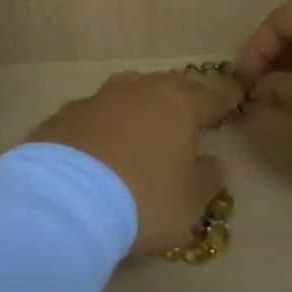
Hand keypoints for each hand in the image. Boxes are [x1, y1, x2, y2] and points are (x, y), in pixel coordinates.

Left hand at [26, 72, 227, 254]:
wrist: (64, 200)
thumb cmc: (144, 198)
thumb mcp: (191, 202)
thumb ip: (208, 178)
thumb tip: (210, 162)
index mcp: (177, 103)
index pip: (209, 98)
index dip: (220, 106)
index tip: (228, 108)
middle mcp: (137, 89)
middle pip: (165, 89)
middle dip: (176, 103)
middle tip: (182, 122)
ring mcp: (96, 98)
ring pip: (125, 98)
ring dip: (135, 113)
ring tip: (137, 137)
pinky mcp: (63, 116)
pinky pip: (91, 119)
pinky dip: (100, 131)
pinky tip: (97, 154)